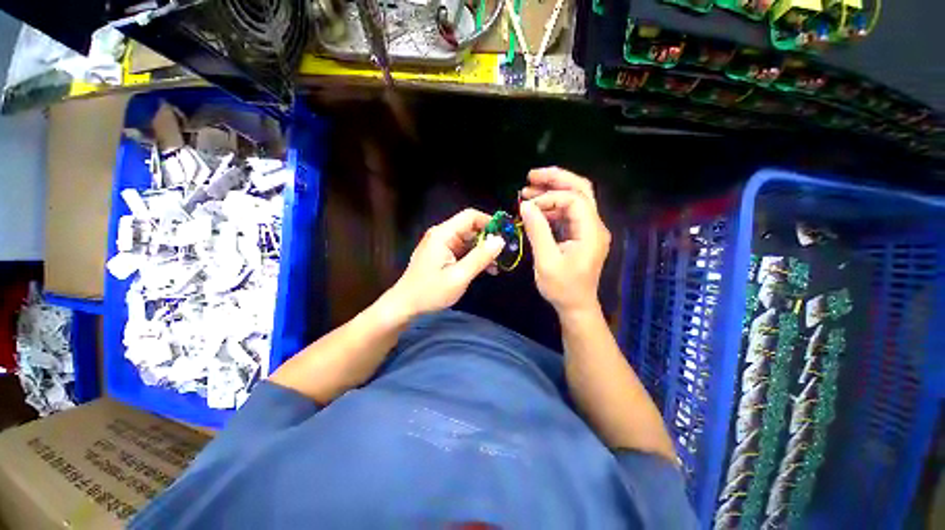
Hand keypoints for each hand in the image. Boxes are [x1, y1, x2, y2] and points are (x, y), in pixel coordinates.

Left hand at [385, 208, 504, 318]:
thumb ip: (480, 257)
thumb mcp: (459, 276)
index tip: (505, 235)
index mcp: (443, 234)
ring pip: (468, 240)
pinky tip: (485, 269)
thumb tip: (500, 240)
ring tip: (497, 266)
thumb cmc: (430, 292)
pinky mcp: (442, 254)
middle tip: (503, 255)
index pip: (470, 216)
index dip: (490, 222)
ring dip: (483, 251)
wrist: (405, 305)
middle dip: (488, 239)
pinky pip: (462, 250)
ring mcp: (441, 244)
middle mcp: (442, 234)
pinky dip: (474, 257)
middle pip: (470, 228)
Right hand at [519, 168, 610, 317]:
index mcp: (591, 232)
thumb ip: (537, 231)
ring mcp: (589, 230)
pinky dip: (552, 207)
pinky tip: (536, 209)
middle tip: (531, 176)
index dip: (549, 198)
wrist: (576, 306)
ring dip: (552, 192)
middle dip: (556, 179)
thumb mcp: (546, 261)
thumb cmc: (562, 288)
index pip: (573, 200)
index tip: (527, 206)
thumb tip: (526, 205)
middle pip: (581, 190)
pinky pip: (568, 213)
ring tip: (527, 191)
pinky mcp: (581, 235)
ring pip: (575, 199)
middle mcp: (595, 226)